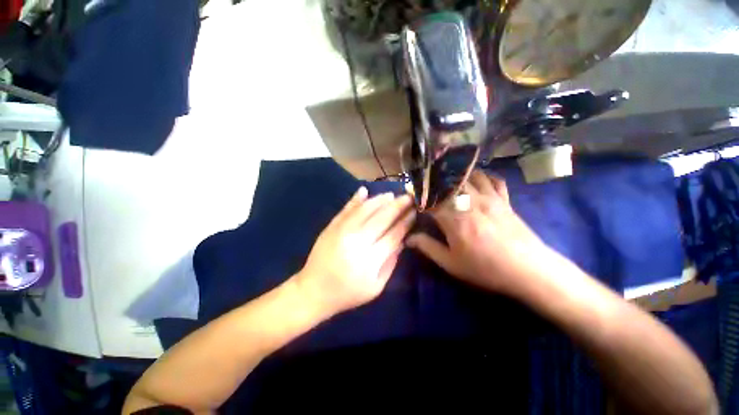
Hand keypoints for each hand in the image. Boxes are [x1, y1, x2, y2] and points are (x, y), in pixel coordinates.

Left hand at [294, 187, 415, 316]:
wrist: (313, 291)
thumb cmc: (348, 293)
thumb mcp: (376, 286)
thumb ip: (391, 263)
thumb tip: (402, 240)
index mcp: (370, 260)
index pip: (393, 234)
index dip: (405, 222)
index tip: (415, 212)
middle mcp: (357, 241)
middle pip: (381, 218)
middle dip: (397, 206)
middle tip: (408, 197)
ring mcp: (342, 231)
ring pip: (365, 210)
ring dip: (380, 200)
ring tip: (391, 195)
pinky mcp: (331, 227)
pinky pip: (346, 209)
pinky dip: (356, 199)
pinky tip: (364, 190)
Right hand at [406, 170, 555, 297]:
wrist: (528, 270)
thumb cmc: (485, 268)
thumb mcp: (451, 263)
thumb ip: (428, 247)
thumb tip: (408, 238)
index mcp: (453, 218)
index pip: (430, 199)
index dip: (419, 194)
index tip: (412, 193)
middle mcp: (469, 202)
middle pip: (448, 181)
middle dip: (435, 178)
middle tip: (428, 181)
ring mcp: (489, 198)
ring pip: (469, 175)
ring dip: (457, 174)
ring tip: (448, 178)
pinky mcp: (504, 199)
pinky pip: (493, 179)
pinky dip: (483, 176)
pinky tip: (477, 180)